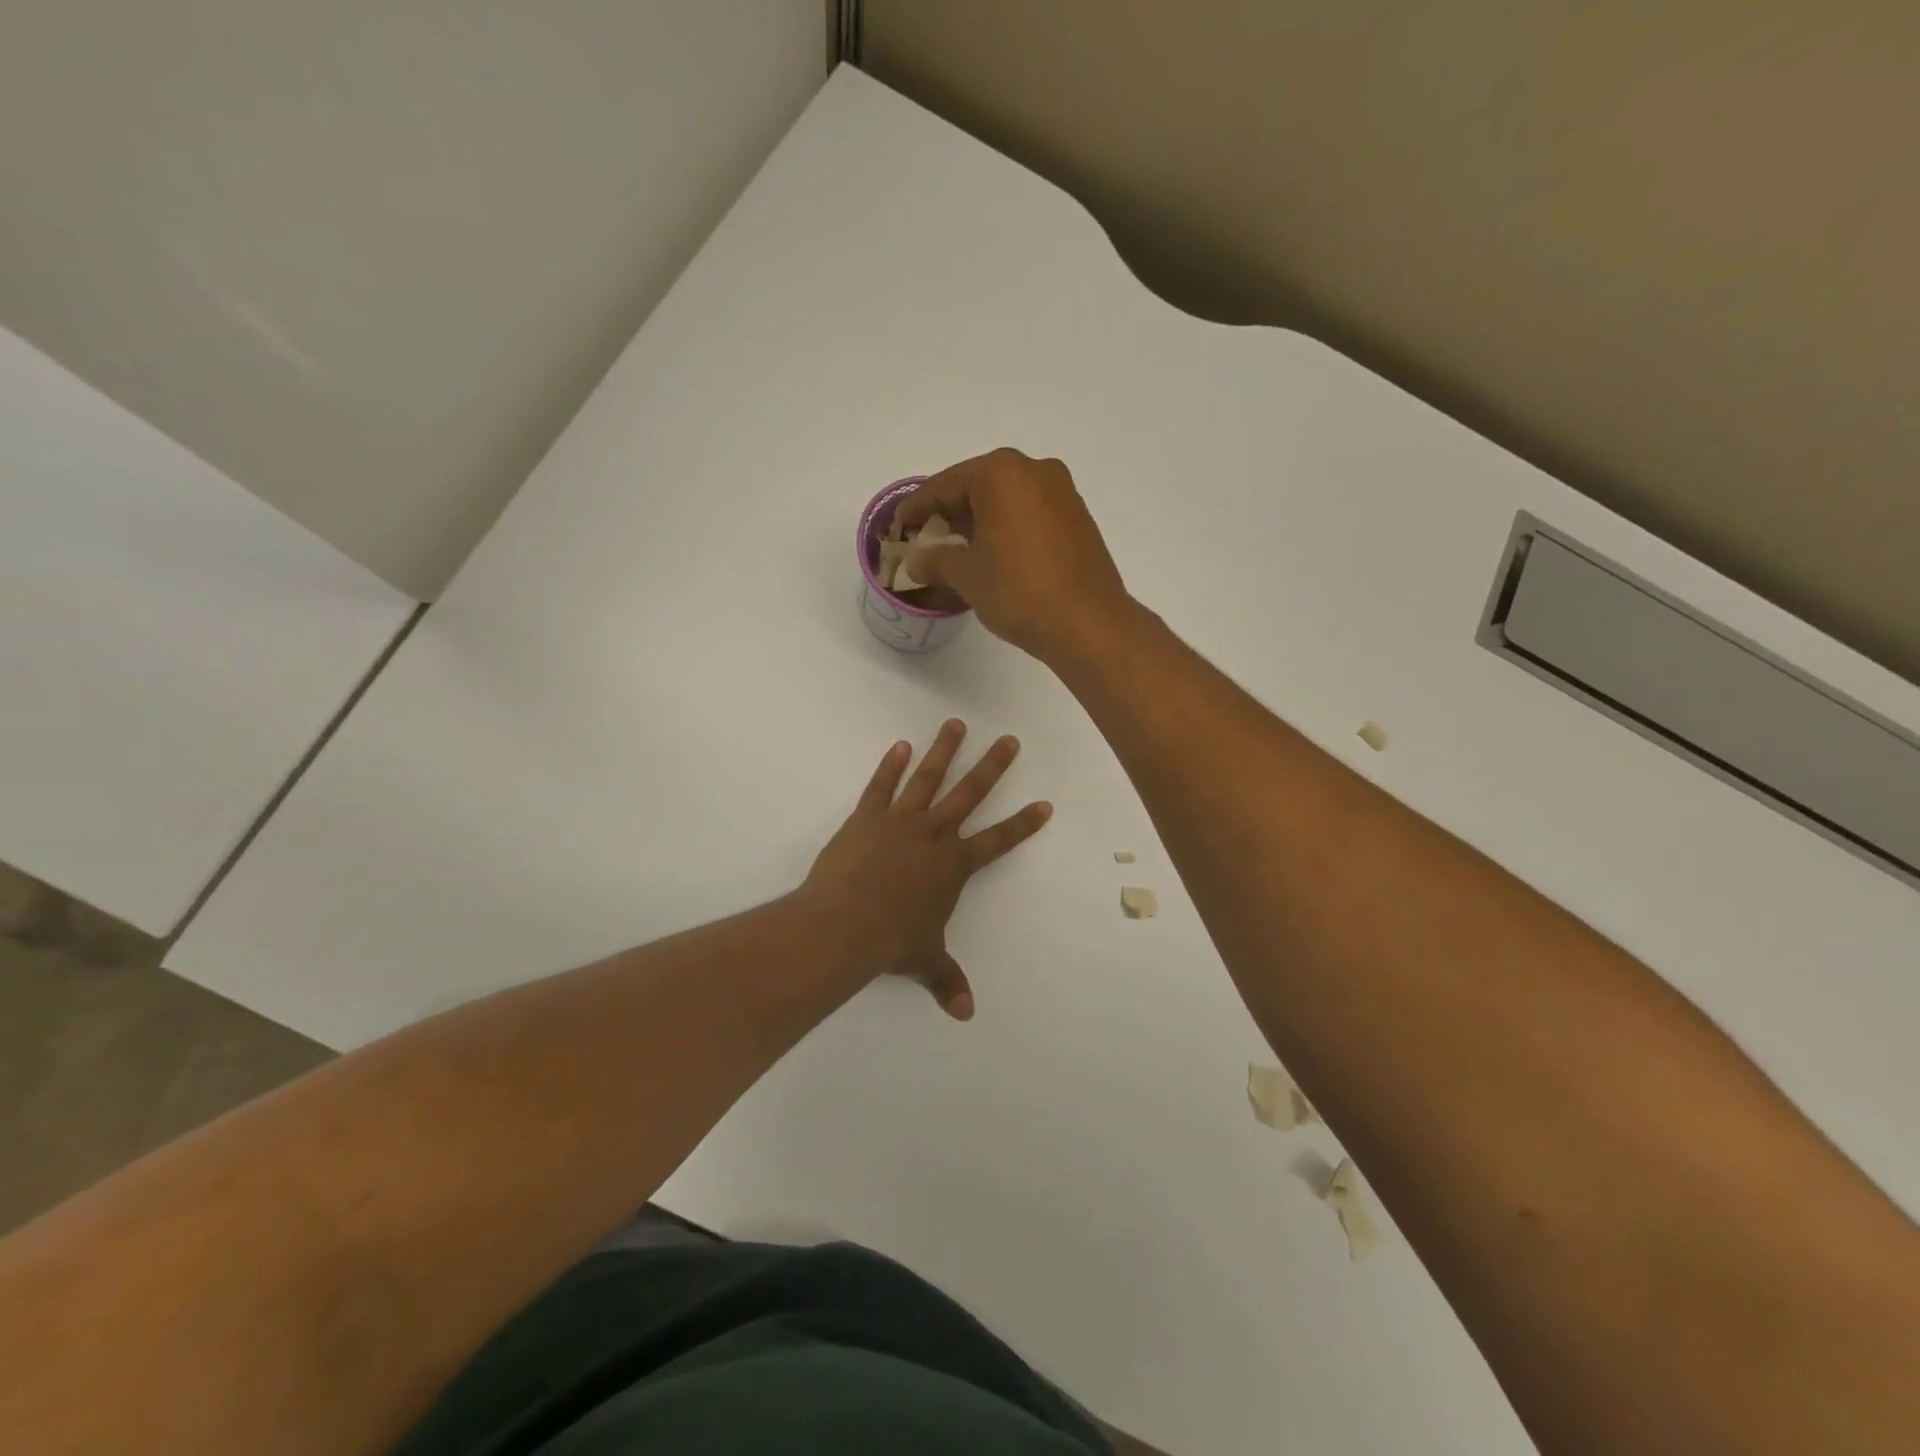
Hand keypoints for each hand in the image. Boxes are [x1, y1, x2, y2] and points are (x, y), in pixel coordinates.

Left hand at [803, 719, 1052, 1018]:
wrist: (846, 924)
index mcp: (954, 866)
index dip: (1023, 824)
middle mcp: (935, 835)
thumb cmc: (892, 941)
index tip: (1044, 804)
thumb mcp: (925, 960)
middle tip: (1009, 740)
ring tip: (955, 724)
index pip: (998, 840)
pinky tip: (901, 746)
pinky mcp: (867, 817)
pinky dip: (891, 765)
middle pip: (970, 794)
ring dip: (944, 751)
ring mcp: (901, 821)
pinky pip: (882, 785)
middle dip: (992, 767)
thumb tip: (965, 1013)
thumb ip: (946, 980)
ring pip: (928, 778)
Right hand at [896, 448, 1130, 661]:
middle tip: (927, 537)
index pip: (946, 485)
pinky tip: (995, 555)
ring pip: (1007, 500)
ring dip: (980, 521)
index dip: (918, 506)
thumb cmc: (1019, 591)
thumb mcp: (967, 575)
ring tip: (958, 551)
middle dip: (951, 512)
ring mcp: (1063, 493)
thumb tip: (916, 561)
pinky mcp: (1079, 518)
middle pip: (979, 486)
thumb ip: (935, 560)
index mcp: (1002, 473)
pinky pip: (1030, 514)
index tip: (899, 524)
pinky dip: (1007, 528)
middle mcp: (1035, 471)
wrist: (1088, 624)